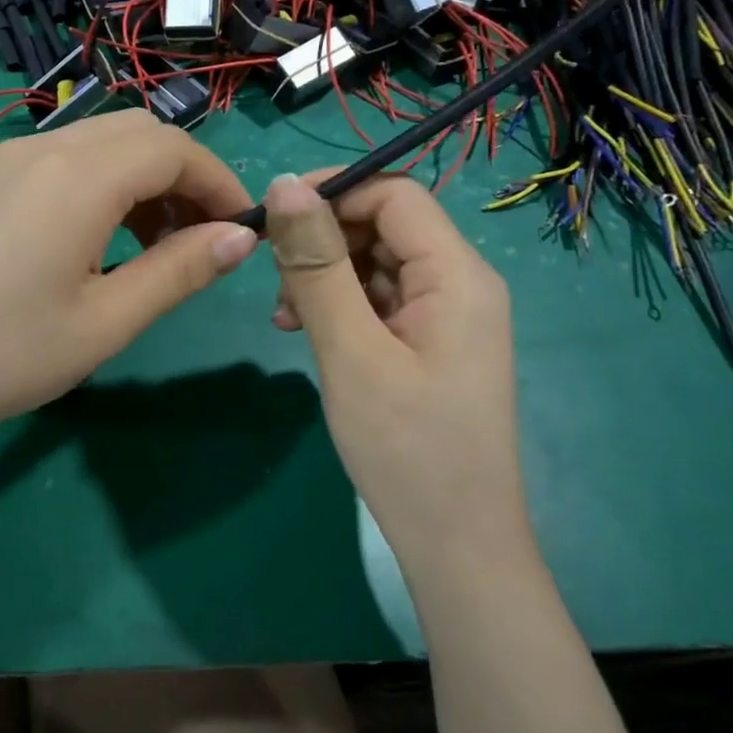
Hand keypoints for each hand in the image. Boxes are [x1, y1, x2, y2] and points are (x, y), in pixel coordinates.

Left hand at [0, 110, 256, 459]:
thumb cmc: (3, 356)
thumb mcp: (105, 322)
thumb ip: (178, 271)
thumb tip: (240, 237)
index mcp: (77, 177)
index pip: (173, 150)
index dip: (219, 182)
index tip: (243, 230)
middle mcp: (41, 149)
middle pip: (138, 133)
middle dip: (184, 176)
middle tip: (200, 239)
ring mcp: (5, 161)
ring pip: (99, 143)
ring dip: (142, 180)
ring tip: (153, 248)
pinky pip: (61, 161)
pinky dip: (101, 185)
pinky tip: (96, 241)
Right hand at [263, 171, 529, 573]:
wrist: (455, 546)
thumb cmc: (405, 449)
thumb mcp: (350, 351)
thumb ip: (317, 266)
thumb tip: (284, 185)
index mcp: (457, 275)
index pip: (394, 195)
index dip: (332, 193)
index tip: (272, 221)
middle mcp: (460, 284)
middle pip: (384, 227)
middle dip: (323, 244)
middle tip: (276, 286)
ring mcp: (446, 317)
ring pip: (376, 265)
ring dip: (325, 279)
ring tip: (286, 320)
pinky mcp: (429, 344)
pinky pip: (379, 302)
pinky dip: (339, 308)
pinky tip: (305, 334)